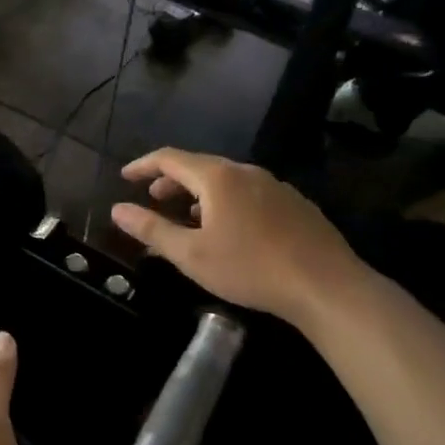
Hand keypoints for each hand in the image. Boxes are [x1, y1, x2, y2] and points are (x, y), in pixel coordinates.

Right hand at [109, 150, 365, 323]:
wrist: (327, 286)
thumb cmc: (250, 268)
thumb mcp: (191, 255)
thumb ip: (152, 229)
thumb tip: (117, 210)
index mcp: (217, 177)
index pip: (170, 158)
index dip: (143, 165)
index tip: (125, 176)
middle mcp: (246, 171)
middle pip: (199, 165)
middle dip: (171, 180)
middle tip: (153, 197)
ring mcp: (275, 185)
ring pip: (226, 180)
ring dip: (199, 193)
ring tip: (188, 217)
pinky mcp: (295, 203)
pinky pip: (249, 193)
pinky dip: (226, 201)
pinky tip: (230, 230)